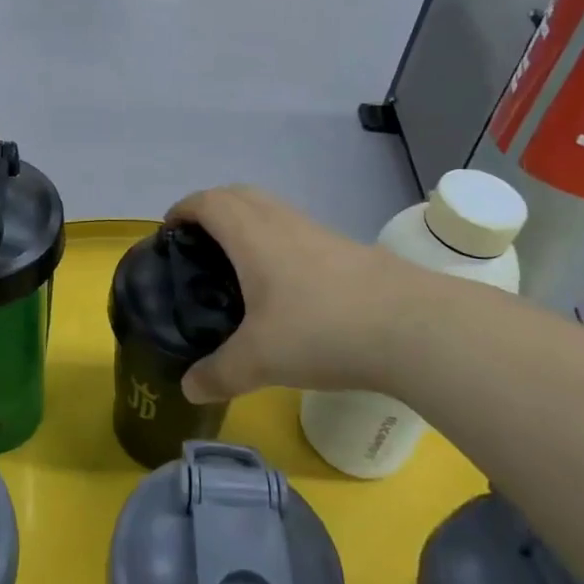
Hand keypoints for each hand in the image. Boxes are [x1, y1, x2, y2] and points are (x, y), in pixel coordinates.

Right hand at [166, 186, 426, 402]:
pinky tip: (285, 284)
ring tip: (238, 264)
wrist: (413, 327)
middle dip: (212, 209)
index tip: (169, 232)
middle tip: (199, 244)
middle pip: (238, 194)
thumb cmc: (321, 330)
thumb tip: (188, 388)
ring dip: (247, 221)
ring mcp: (318, 232)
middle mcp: (282, 222)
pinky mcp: (347, 249)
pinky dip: (277, 240)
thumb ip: (218, 373)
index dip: (183, 209)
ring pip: (272, 209)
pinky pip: (297, 230)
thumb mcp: (259, 361)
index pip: (208, 201)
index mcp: (251, 235)